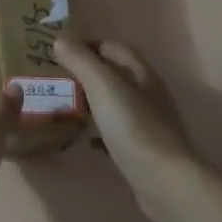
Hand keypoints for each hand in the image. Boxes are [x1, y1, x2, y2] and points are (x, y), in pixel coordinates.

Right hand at [52, 37, 196, 220]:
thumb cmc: (134, 128)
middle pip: (116, 76)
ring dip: (92, 103)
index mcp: (143, 75)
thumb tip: (59, 39)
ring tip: (64, 106)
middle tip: (57, 79)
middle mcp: (149, 96)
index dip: (90, 45)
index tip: (62, 51)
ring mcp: (148, 125)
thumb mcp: (103, 87)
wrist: (163, 181)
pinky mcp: (142, 151)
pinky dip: (99, 132)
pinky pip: (116, 134)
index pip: (116, 49)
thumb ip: (81, 61)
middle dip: (88, 75)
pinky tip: (84, 140)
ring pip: (115, 105)